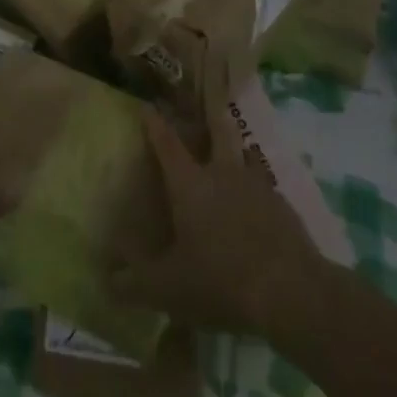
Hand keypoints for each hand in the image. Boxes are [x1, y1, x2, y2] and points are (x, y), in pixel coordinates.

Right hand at [108, 103, 325, 336]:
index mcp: (189, 184)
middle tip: (204, 110)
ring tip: (235, 150)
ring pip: (245, 153)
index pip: (166, 144)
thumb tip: (106, 280)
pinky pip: (266, 185)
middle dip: (208, 119)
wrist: (290, 290)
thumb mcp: (169, 288)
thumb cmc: (220, 279)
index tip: (147, 106)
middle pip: (217, 131)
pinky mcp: (283, 206)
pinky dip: (258, 187)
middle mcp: (222, 173)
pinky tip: (259, 203)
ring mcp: (257, 185)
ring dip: (238, 149)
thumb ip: (135, 283)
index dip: (154, 124)